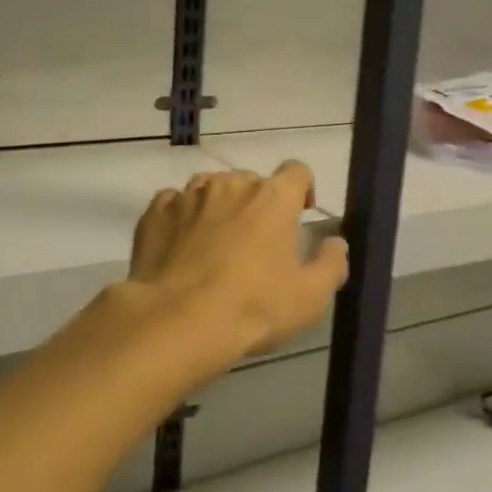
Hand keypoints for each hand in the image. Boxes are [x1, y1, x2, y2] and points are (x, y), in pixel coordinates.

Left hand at [128, 162, 348, 364]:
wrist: (177, 319)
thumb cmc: (252, 307)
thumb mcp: (309, 298)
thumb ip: (331, 265)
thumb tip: (336, 244)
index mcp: (273, 197)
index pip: (296, 172)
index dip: (301, 190)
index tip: (299, 215)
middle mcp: (230, 184)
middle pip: (251, 182)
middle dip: (257, 204)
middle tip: (255, 243)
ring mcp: (188, 194)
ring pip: (211, 189)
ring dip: (218, 207)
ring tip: (215, 244)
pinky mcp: (155, 212)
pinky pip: (174, 203)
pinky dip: (181, 218)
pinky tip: (181, 246)